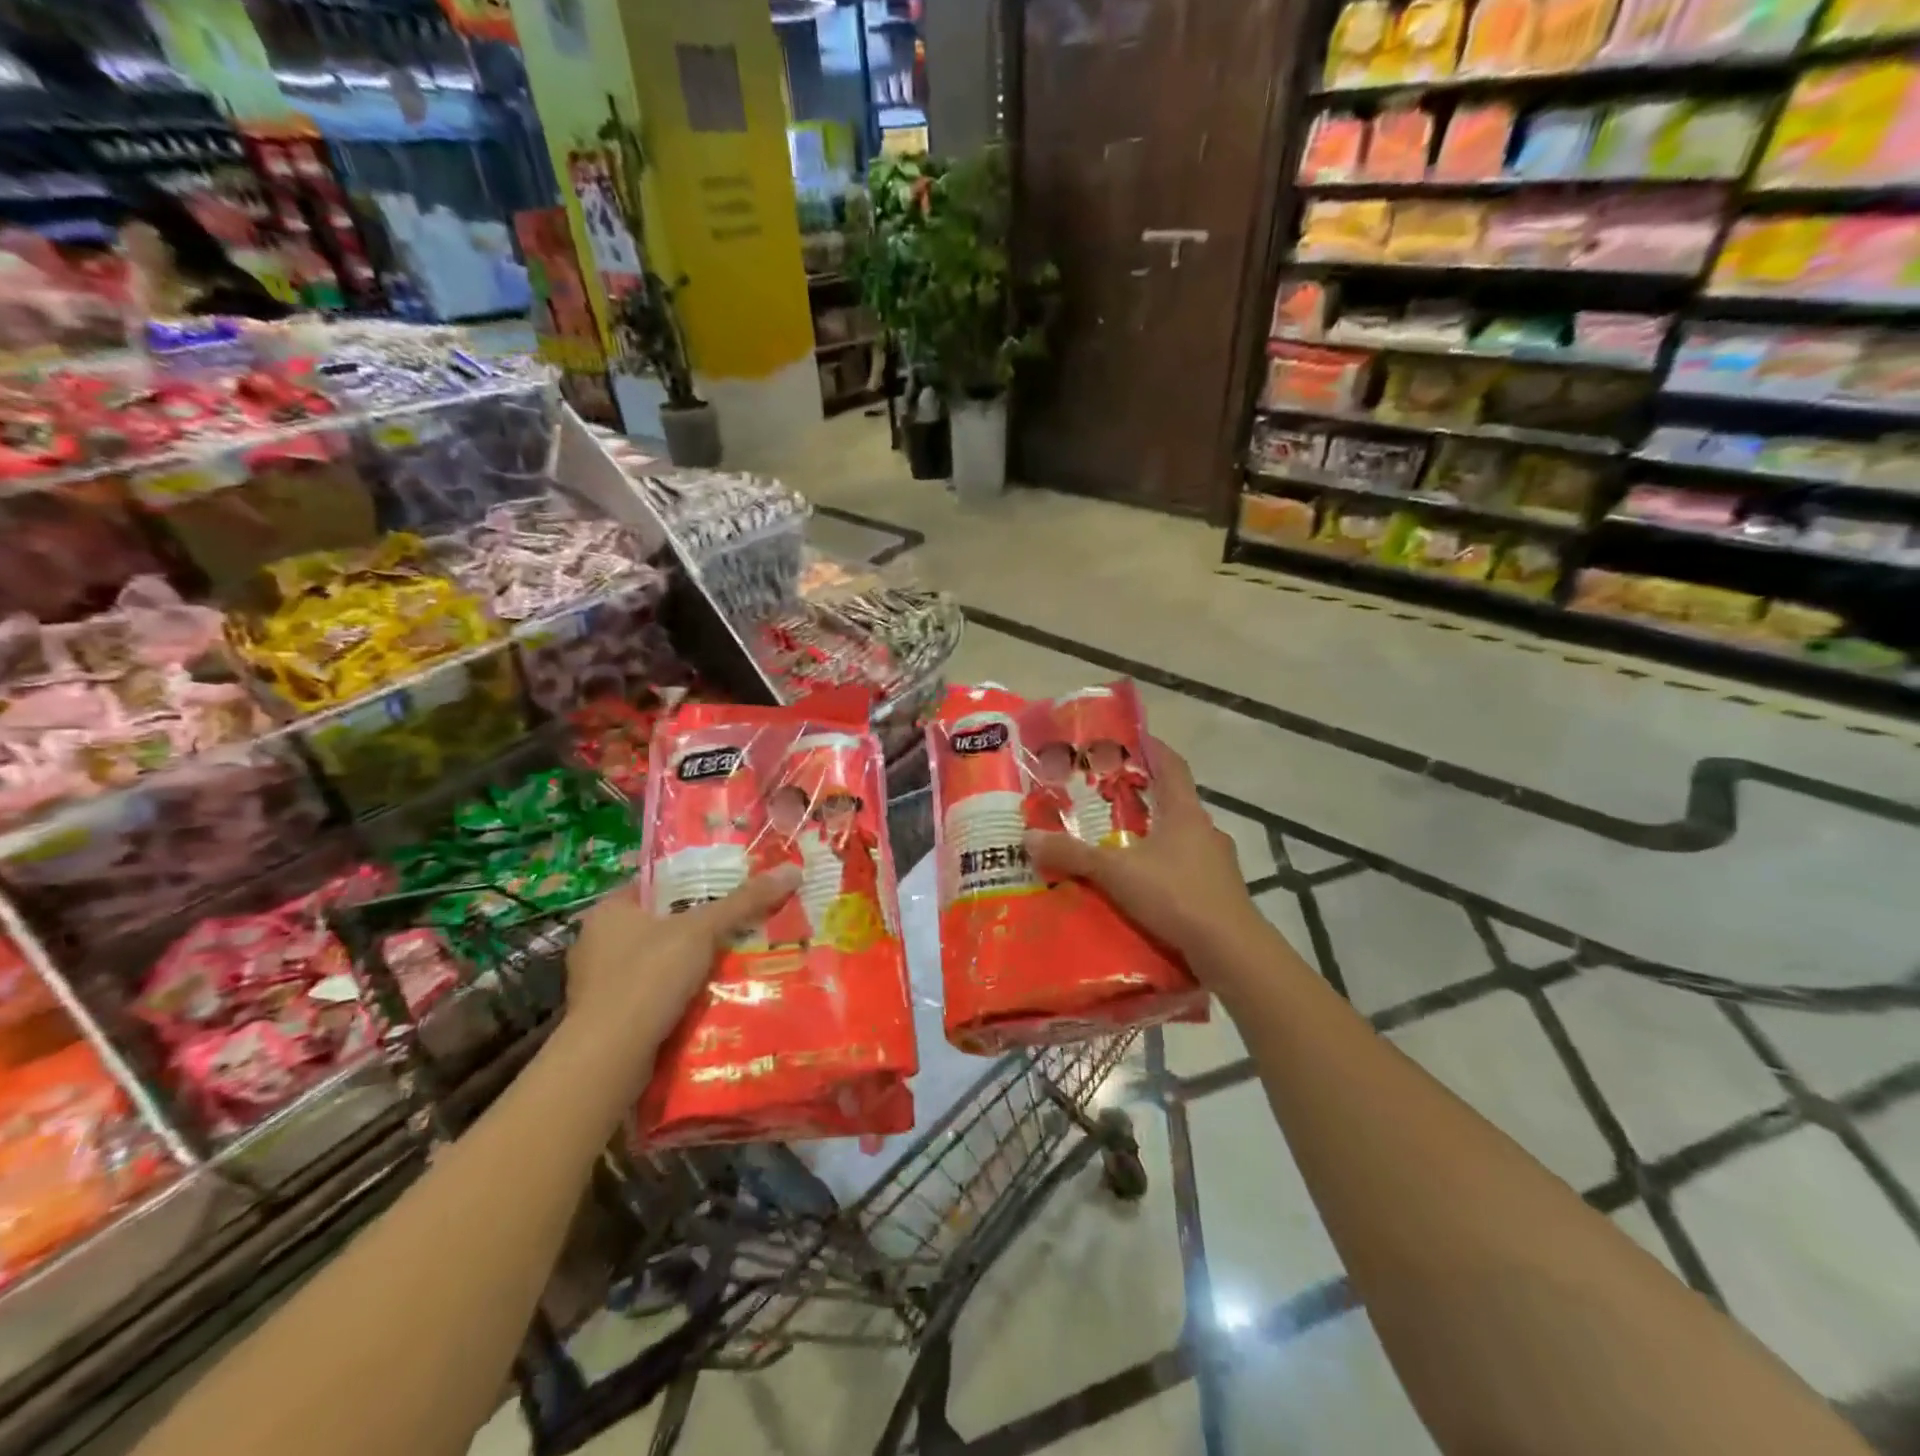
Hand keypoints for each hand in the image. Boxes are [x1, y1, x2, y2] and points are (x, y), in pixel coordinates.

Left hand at [565, 866, 802, 1048]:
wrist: (610, 1058)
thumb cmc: (648, 977)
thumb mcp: (702, 930)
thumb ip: (744, 901)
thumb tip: (792, 870)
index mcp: (609, 911)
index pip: (656, 883)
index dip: (694, 881)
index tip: (731, 884)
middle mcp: (597, 942)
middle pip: (660, 923)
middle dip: (698, 926)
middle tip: (741, 922)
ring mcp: (600, 984)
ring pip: (658, 962)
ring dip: (690, 964)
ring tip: (735, 960)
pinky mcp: (608, 1019)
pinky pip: (653, 995)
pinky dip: (679, 995)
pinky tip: (711, 997)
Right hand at [1024, 738, 1266, 967]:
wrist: (1230, 949)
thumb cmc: (1175, 894)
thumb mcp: (1115, 872)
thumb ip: (1073, 854)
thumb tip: (1028, 837)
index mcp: (1185, 812)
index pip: (1172, 765)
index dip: (1153, 748)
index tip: (1131, 739)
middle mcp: (1205, 829)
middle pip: (1174, 801)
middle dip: (1144, 796)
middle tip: (1109, 796)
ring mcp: (1217, 862)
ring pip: (1181, 837)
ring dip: (1155, 836)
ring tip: (1121, 844)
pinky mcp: (1221, 891)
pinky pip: (1187, 868)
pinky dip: (1165, 868)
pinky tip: (1144, 886)